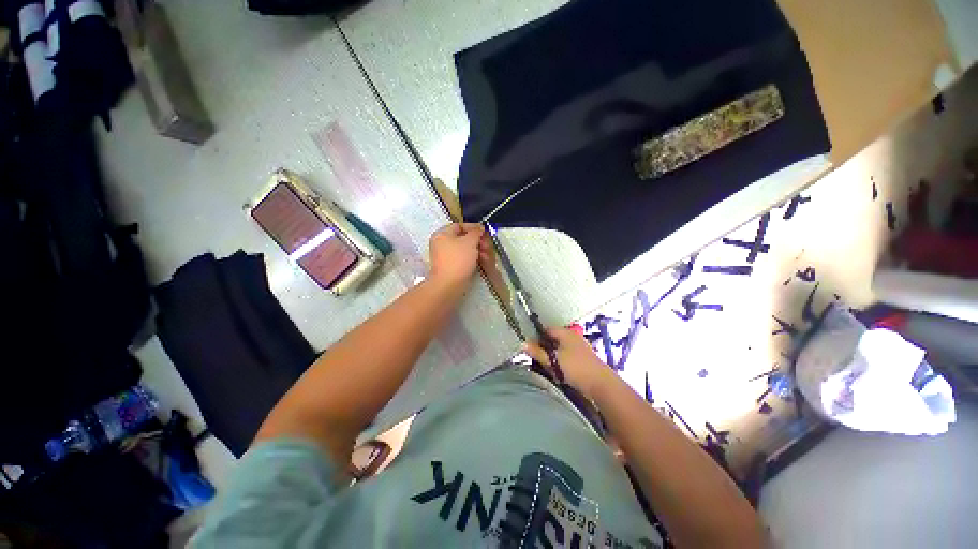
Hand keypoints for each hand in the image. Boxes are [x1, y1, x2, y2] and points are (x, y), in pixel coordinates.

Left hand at [429, 223, 486, 290]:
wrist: (449, 284)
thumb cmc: (458, 259)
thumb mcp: (470, 241)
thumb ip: (476, 232)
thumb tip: (479, 228)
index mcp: (442, 234)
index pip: (459, 225)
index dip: (473, 227)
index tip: (485, 232)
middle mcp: (442, 244)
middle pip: (464, 238)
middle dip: (478, 241)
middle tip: (487, 246)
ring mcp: (446, 257)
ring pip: (465, 250)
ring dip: (478, 251)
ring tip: (487, 257)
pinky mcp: (451, 267)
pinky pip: (464, 259)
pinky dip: (473, 259)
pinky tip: (482, 262)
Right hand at [524, 327, 615, 398]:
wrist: (601, 384)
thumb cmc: (575, 368)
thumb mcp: (553, 360)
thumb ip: (537, 352)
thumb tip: (523, 344)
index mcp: (566, 333)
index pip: (546, 330)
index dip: (537, 337)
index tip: (531, 349)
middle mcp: (573, 336)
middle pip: (553, 339)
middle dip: (545, 349)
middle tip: (539, 360)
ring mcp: (580, 347)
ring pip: (560, 349)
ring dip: (553, 357)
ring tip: (550, 368)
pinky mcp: (584, 358)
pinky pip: (567, 356)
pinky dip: (561, 362)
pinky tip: (560, 373)